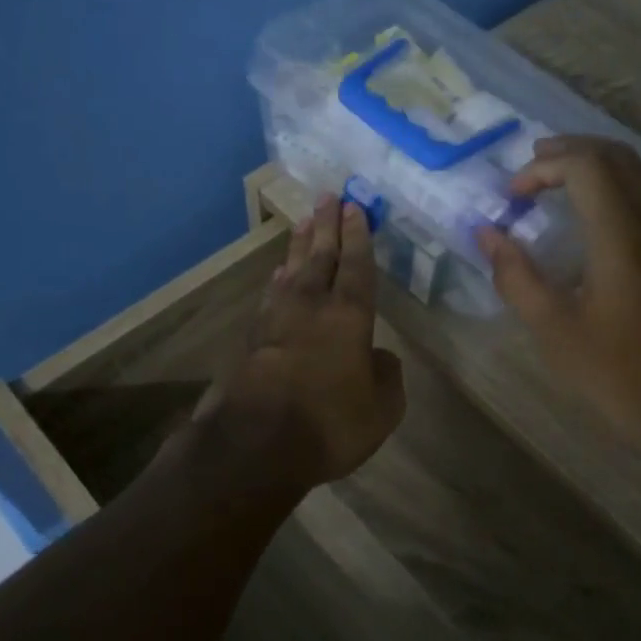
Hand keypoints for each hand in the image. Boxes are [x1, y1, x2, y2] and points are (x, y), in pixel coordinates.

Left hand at [200, 195, 405, 492]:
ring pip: (292, 270)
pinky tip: (278, 274)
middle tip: (328, 196)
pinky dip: (278, 280)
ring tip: (304, 223)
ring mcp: (277, 320)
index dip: (357, 236)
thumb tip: (381, 357)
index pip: (356, 266)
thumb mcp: (381, 409)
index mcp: (349, 317)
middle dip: (327, 225)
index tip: (354, 207)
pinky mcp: (252, 338)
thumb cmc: (330, 423)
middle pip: (321, 256)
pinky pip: (271, 296)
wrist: (256, 444)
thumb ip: (387, 377)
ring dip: (300, 245)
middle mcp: (312, 307)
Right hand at [476, 137, 640, 451]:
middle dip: (570, 151)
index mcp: (622, 237)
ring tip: (560, 176)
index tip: (513, 196)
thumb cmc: (613, 372)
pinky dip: (621, 180)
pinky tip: (598, 208)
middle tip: (531, 167)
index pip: (586, 166)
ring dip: (599, 161)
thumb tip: (487, 233)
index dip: (544, 167)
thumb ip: (515, 274)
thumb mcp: (551, 328)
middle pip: (617, 156)